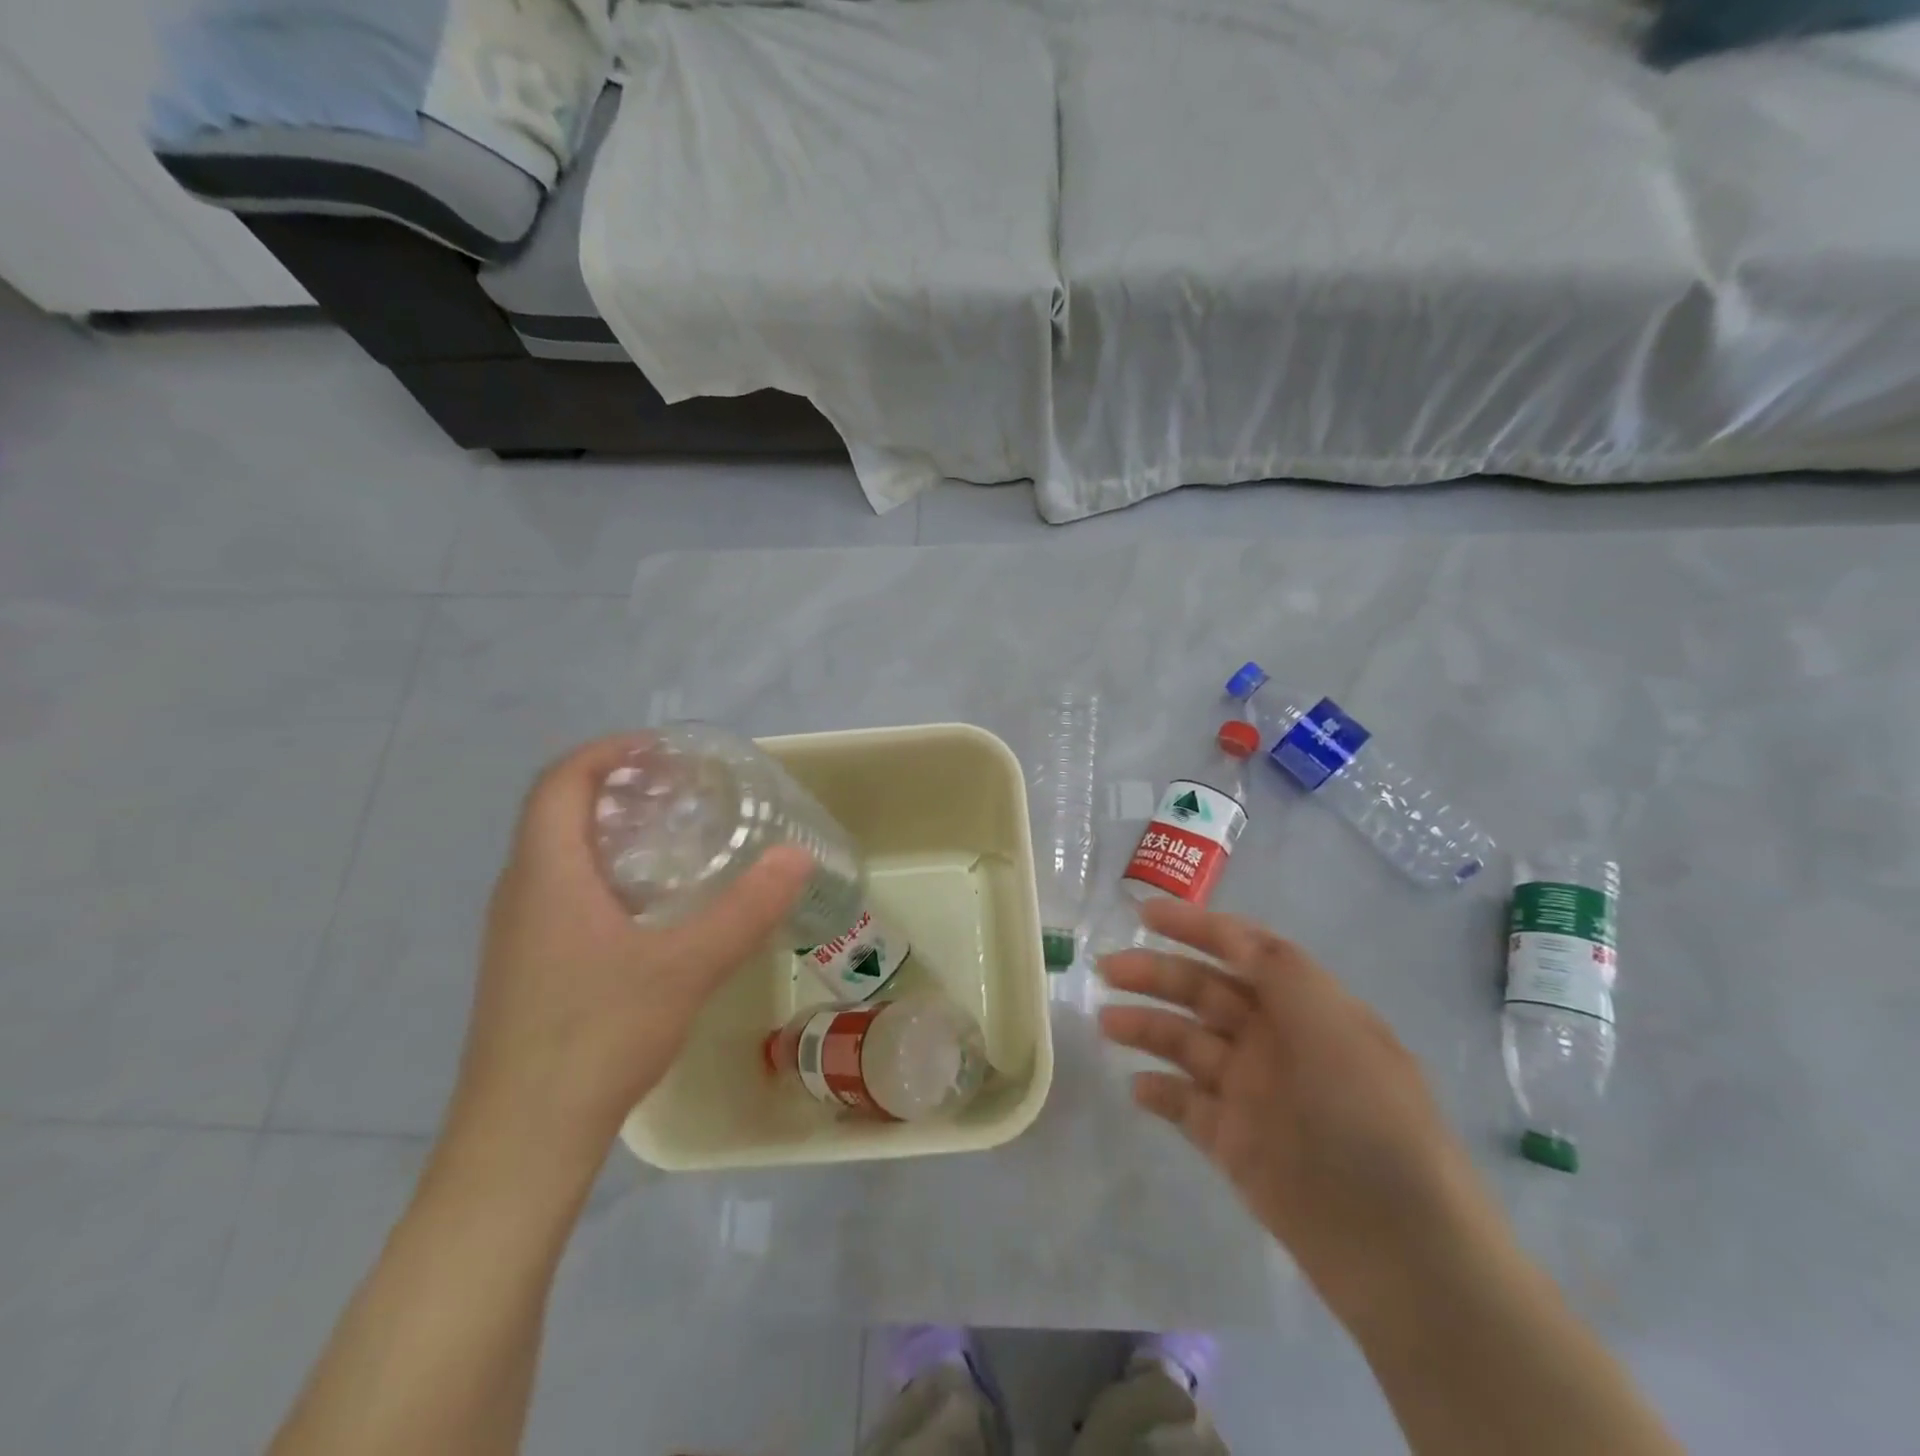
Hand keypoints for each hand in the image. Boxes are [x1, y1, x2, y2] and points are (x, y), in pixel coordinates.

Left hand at [441, 736, 812, 1179]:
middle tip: (681, 791)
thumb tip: (799, 856)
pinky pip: (561, 893)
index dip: (606, 751)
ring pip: (557, 856)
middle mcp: (520, 892)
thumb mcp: (686, 966)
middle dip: (614, 787)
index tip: (662, 750)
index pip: (559, 781)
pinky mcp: (525, 968)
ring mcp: (516, 934)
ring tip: (675, 839)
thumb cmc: (596, 1038)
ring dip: (608, 832)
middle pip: (557, 812)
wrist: (521, 1142)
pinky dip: (603, 874)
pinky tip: (650, 909)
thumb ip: (747, 909)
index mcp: (546, 874)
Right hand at [1097, 896, 1504, 1320]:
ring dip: (1146, 1027)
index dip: (1196, 927)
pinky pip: (1186, 1106)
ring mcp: (1253, 1094)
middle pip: (1204, 992)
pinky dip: (1159, 1092)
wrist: (1399, 1247)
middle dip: (1156, 974)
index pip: (1243, 950)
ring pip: (1187, 1044)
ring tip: (1107, 1022)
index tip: (1143, 913)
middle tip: (1108, 969)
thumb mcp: (1334, 1025)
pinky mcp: (1235, 1144)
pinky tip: (1137, 1087)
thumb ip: (1280, 971)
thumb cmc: (1368, 1117)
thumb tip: (1234, 933)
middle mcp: (1275, 1042)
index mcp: (1304, 1008)